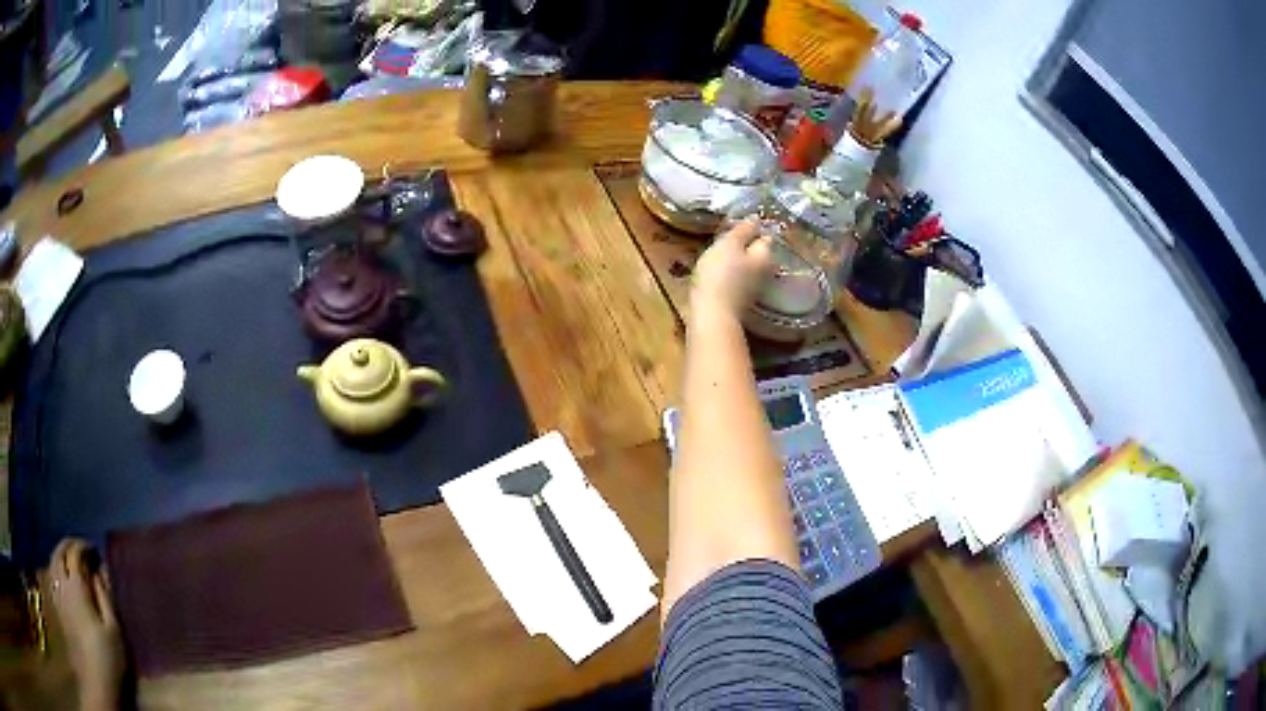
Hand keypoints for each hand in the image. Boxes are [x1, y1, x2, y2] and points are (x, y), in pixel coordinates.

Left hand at [49, 539, 123, 710]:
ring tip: (69, 559)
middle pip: (60, 552)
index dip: (83, 547)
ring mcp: (58, 593)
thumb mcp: (113, 630)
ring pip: (53, 562)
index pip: (75, 553)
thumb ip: (105, 598)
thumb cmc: (107, 656)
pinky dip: (56, 569)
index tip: (93, 550)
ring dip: (60, 555)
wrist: (96, 680)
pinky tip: (61, 577)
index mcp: (76, 584)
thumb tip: (100, 572)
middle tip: (80, 549)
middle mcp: (62, 582)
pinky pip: (52, 576)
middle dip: (69, 546)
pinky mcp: (57, 604)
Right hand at [691, 220, 773, 321]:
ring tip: (716, 253)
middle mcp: (764, 272)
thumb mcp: (729, 244)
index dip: (751, 229)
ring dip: (735, 260)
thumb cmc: (720, 274)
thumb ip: (743, 230)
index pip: (764, 236)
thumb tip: (755, 218)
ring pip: (746, 267)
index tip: (734, 225)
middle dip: (744, 245)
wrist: (711, 315)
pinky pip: (736, 281)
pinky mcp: (739, 301)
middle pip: (756, 253)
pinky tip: (715, 273)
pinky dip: (728, 275)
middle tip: (724, 238)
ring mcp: (753, 289)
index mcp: (765, 256)